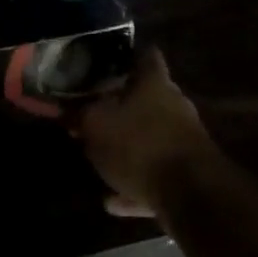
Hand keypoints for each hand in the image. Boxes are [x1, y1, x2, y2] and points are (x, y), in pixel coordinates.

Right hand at [73, 48, 218, 217]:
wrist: (191, 194)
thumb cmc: (139, 144)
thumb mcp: (95, 124)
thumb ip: (78, 113)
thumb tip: (66, 107)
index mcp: (154, 83)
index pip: (146, 55)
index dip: (127, 56)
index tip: (106, 64)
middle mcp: (175, 106)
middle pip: (148, 98)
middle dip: (122, 107)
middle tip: (94, 114)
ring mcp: (185, 141)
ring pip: (150, 138)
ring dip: (127, 149)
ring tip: (99, 159)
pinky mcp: (189, 175)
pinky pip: (155, 175)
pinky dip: (135, 184)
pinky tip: (112, 201)